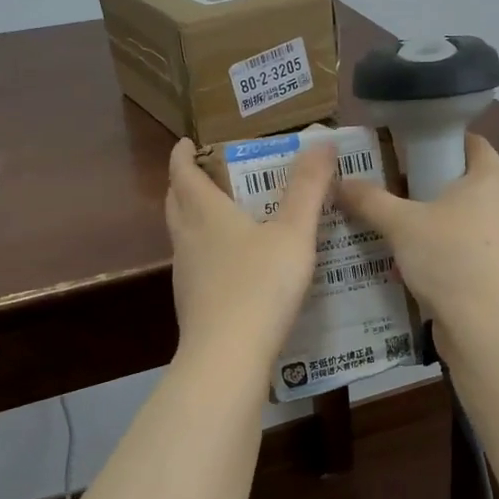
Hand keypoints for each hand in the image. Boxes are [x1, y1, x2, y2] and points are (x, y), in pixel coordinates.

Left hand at [164, 138, 336, 371]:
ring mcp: (186, 275)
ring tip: (223, 216)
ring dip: (195, 219)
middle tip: (206, 173)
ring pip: (183, 236)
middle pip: (176, 203)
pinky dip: (207, 253)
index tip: (186, 142)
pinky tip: (234, 267)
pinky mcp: (193, 305)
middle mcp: (188, 240)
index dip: (182, 155)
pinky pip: (196, 266)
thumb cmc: (260, 285)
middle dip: (185, 184)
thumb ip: (308, 188)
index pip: (183, 173)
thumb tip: (321, 141)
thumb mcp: (293, 232)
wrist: (228, 356)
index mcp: (205, 214)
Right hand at [335, 134, 498, 345]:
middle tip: (390, 187)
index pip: (470, 141)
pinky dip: (442, 250)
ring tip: (394, 226)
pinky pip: (466, 248)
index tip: (405, 148)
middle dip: (428, 184)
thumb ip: (369, 200)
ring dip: (432, 222)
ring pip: (464, 218)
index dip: (439, 139)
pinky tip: (410, 262)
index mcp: (492, 178)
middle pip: (464, 181)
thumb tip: (340, 182)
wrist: (486, 326)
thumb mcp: (401, 224)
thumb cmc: (449, 258)